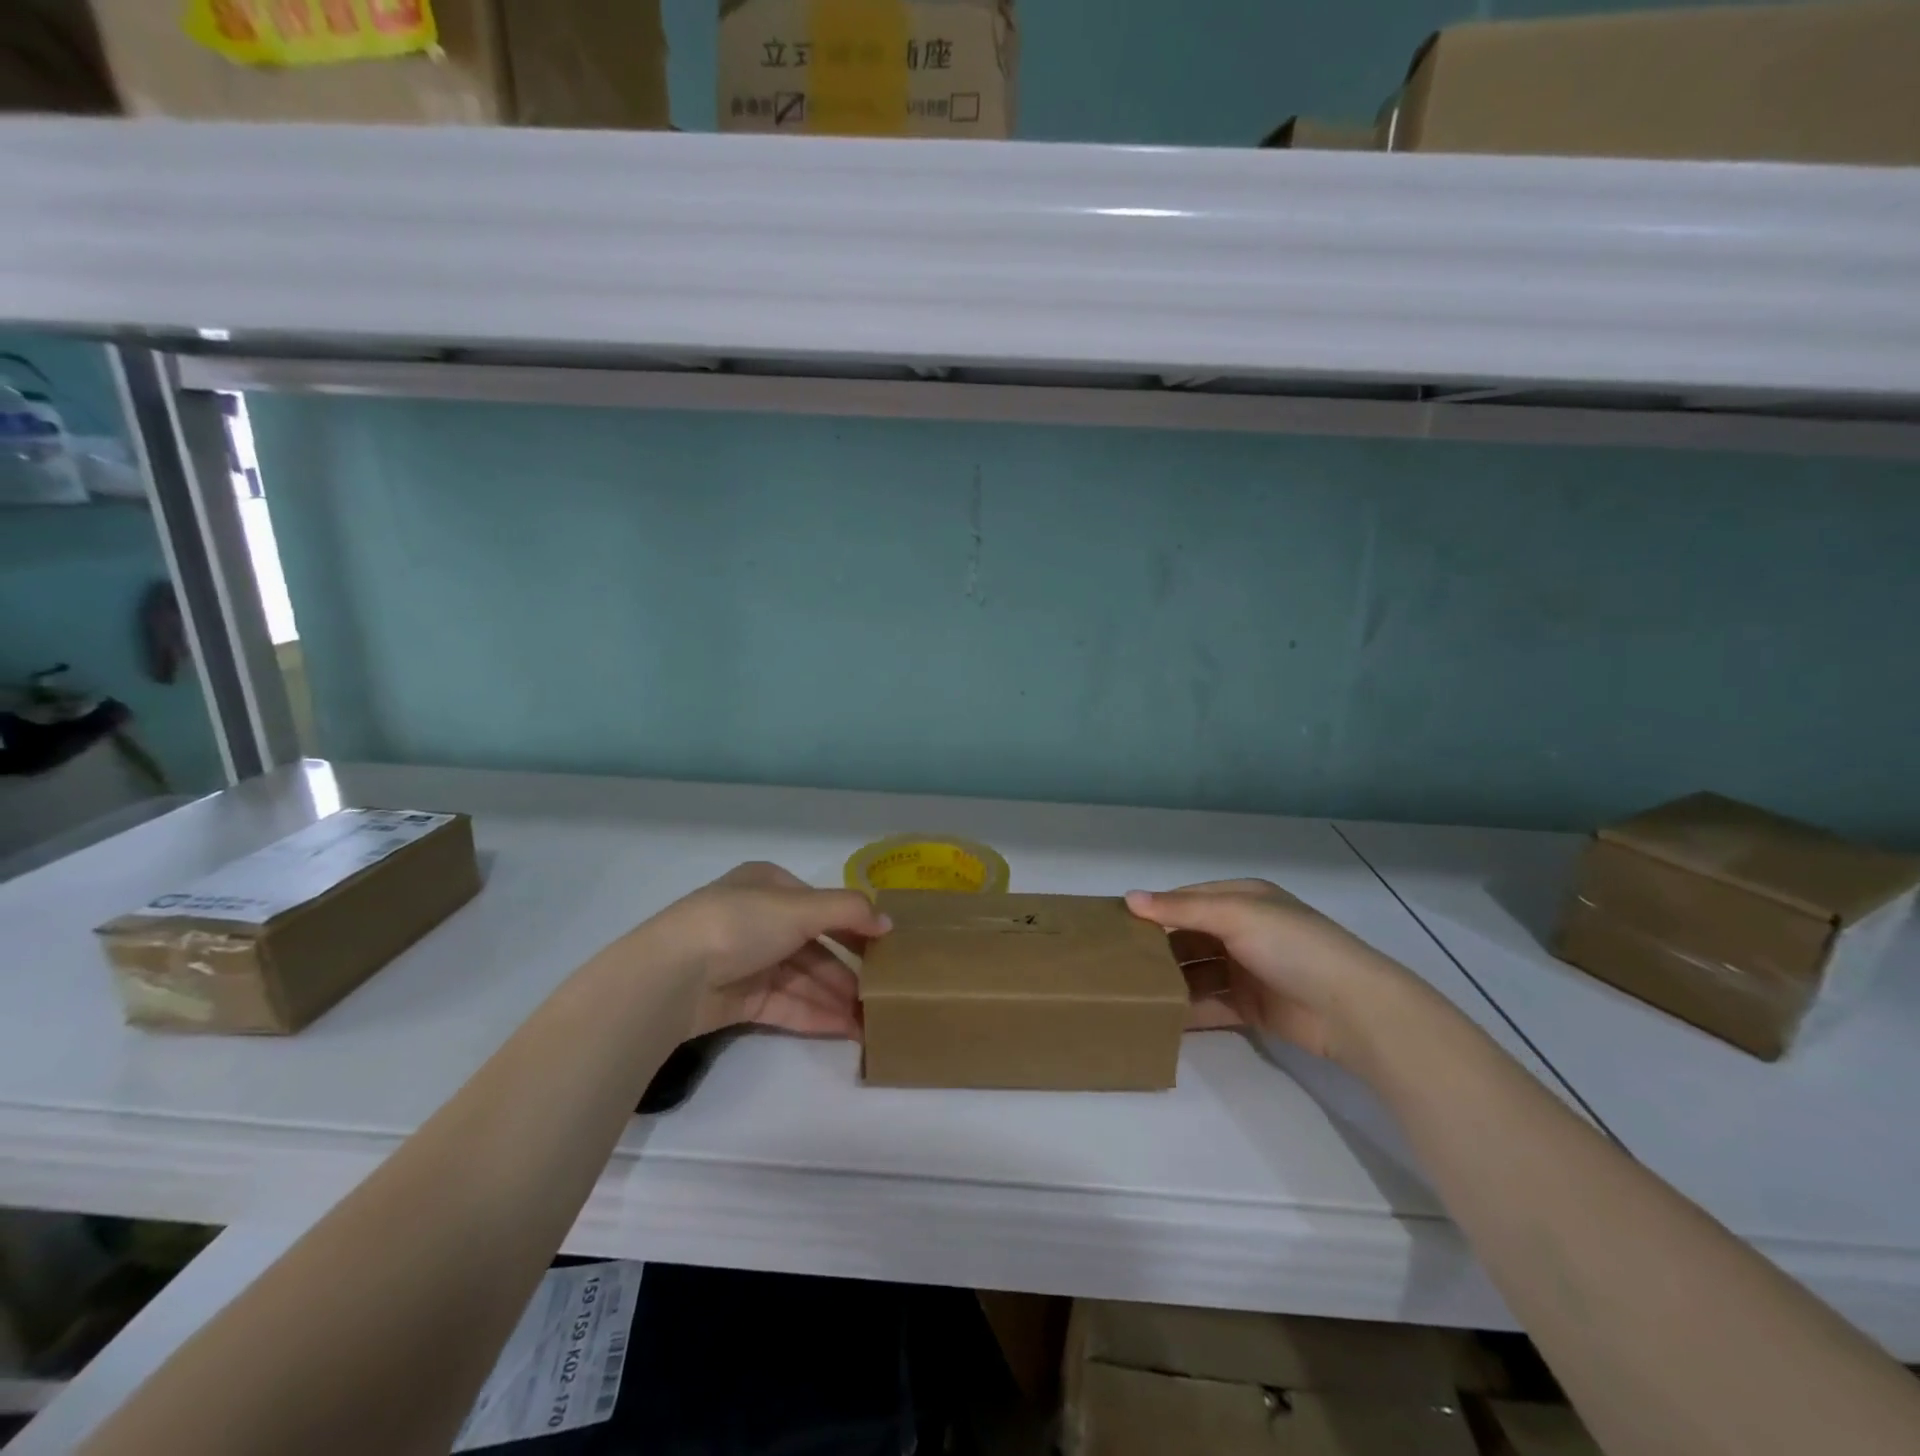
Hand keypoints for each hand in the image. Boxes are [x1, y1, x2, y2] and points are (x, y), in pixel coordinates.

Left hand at [650, 862, 889, 1039]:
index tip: (886, 948)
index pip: (821, 905)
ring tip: (870, 1020)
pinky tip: (845, 1029)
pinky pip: (787, 1005)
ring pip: (803, 979)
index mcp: (769, 886)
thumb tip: (888, 922)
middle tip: (882, 993)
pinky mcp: (741, 1000)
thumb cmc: (740, 924)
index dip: (854, 926)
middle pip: (814, 946)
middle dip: (848, 970)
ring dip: (836, 997)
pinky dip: (815, 1015)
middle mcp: (760, 920)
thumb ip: (848, 911)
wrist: (673, 976)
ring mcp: (749, 961)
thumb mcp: (800, 907)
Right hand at [1127, 879, 1412, 1066]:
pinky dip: (1186, 1009)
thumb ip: (1181, 909)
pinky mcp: (1250, 1007)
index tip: (1115, 925)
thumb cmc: (1292, 946)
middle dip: (1157, 948)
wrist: (1351, 1009)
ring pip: (1195, 971)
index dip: (1154, 910)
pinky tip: (1157, 1017)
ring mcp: (1246, 970)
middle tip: (1115, 962)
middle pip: (1188, 937)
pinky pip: (1209, 1004)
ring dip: (1169, 980)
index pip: (1187, 900)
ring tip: (1129, 991)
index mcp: (1242, 899)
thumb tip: (1129, 898)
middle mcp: (1242, 930)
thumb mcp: (1235, 915)